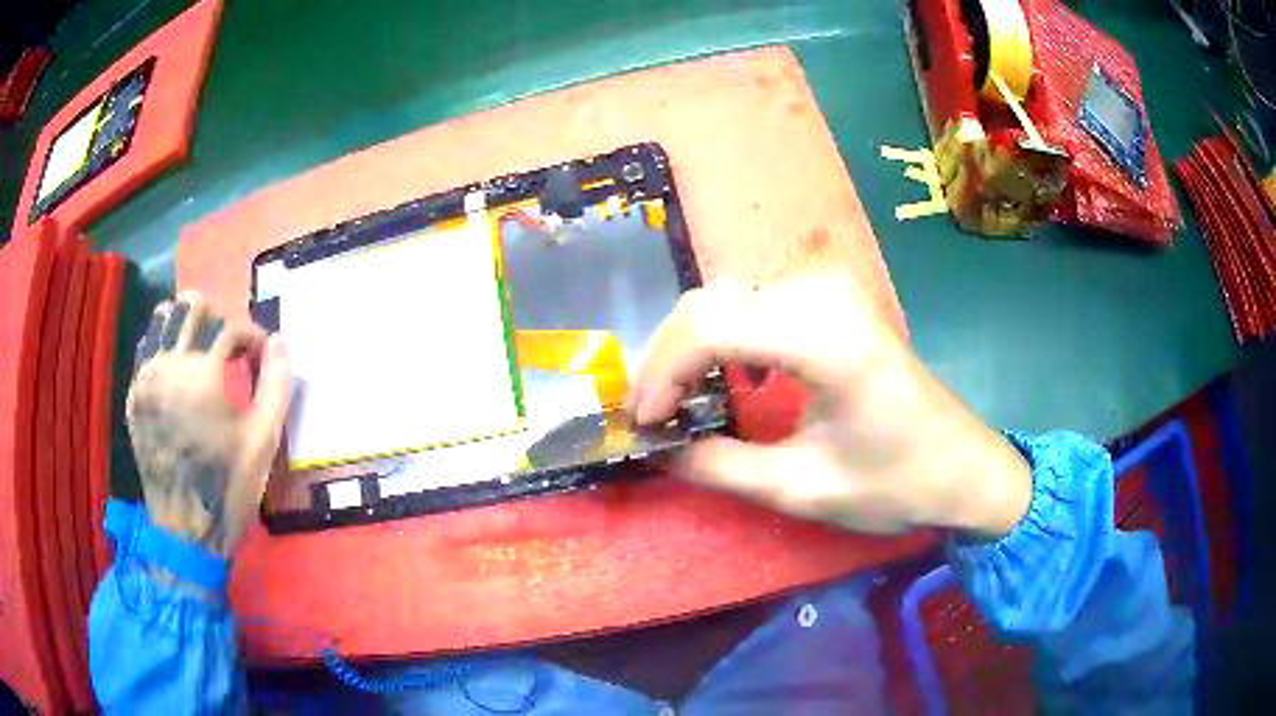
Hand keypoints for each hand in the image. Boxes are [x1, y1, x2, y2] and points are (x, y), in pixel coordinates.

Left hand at [126, 292, 290, 556]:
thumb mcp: (263, 442)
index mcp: (203, 375)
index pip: (231, 326)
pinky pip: (147, 345)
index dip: (253, 336)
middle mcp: (170, 364)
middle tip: (231, 346)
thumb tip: (280, 342)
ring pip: (164, 317)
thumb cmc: (228, 488)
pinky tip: (179, 367)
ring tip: (203, 347)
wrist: (184, 531)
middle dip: (219, 316)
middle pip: (193, 305)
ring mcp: (146, 377)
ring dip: (188, 321)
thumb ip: (277, 385)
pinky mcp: (135, 393)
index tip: (262, 358)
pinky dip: (166, 342)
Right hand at [628, 274, 1030, 537]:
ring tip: (677, 401)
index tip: (645, 424)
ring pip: (726, 296)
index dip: (662, 375)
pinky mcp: (835, 299)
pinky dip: (724, 335)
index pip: (710, 329)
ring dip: (690, 346)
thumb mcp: (803, 489)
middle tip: (651, 415)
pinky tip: (731, 377)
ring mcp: (832, 289)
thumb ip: (719, 467)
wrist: (965, 467)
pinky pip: (755, 301)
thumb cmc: (897, 485)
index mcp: (826, 340)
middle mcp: (824, 295)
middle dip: (665, 359)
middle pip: (709, 302)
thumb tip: (657, 450)